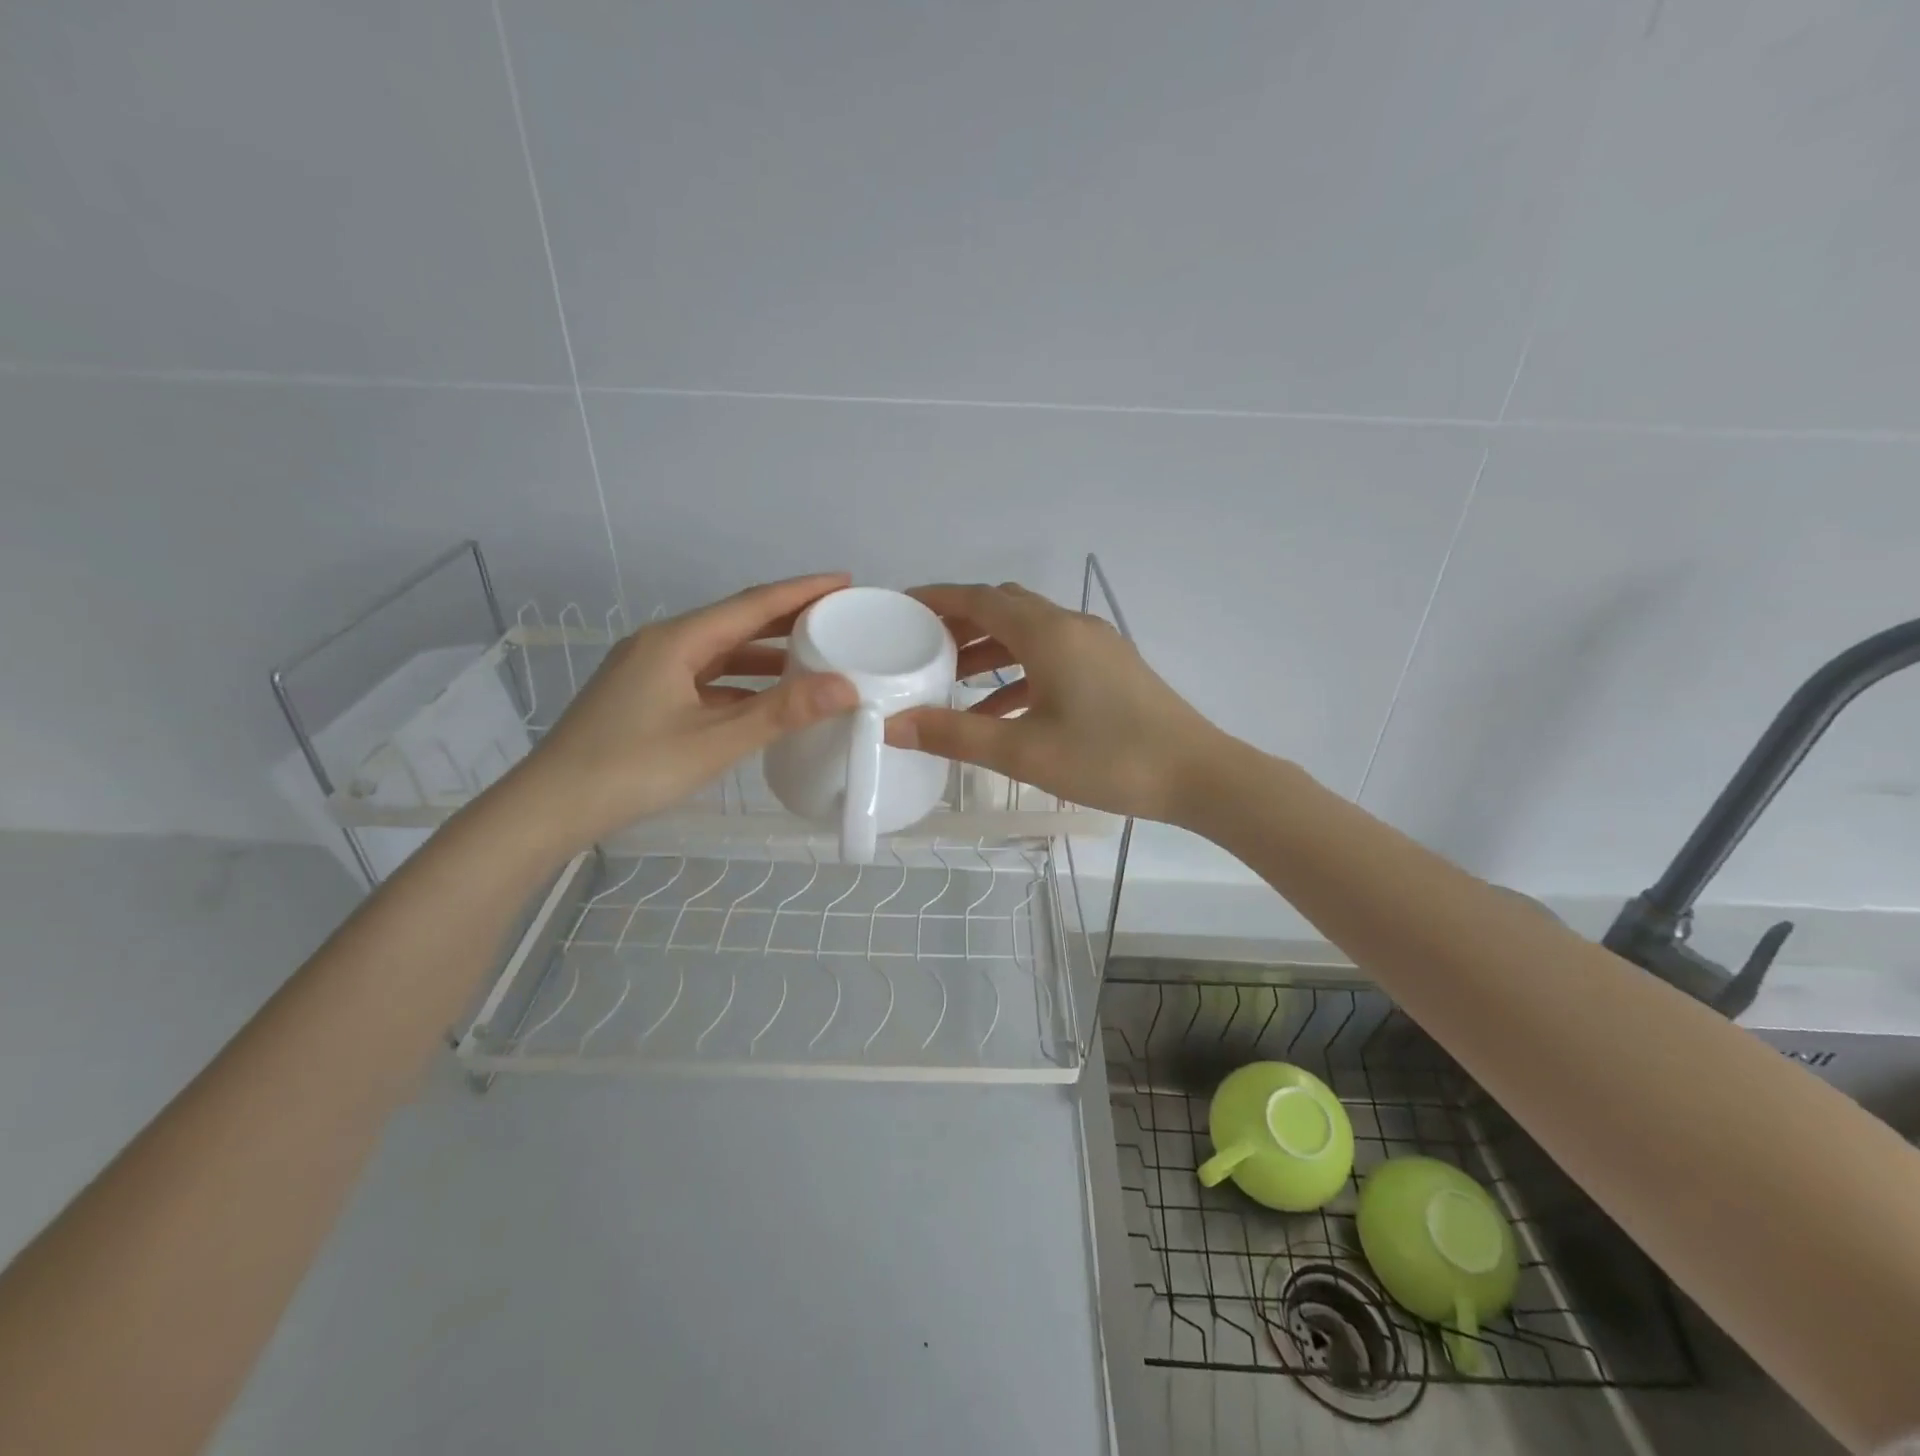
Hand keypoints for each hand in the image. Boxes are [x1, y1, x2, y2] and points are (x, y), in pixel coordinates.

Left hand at [509, 573, 858, 850]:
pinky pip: (704, 677)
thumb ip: (782, 713)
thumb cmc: (632, 769)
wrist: (549, 808)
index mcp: (677, 640)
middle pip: (735, 622)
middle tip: (837, 617)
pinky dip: (739, 682)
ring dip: (764, 653)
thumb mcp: (715, 741)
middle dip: (787, 618)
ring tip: (812, 657)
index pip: (752, 604)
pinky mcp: (644, 696)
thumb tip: (846, 686)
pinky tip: (764, 699)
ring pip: (719, 651)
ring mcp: (649, 670)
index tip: (844, 581)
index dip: (801, 591)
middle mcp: (662, 644)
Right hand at [885, 582, 1231, 823]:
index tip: (901, 607)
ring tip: (949, 681)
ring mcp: (1095, 646)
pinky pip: (1052, 658)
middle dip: (959, 624)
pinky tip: (999, 710)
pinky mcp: (1110, 669)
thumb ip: (954, 735)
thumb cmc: (1108, 759)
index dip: (937, 598)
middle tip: (920, 647)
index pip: (979, 598)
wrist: (1197, 775)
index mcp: (1048, 633)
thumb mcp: (1023, 751)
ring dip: (988, 651)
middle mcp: (1071, 626)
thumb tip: (893, 726)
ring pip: (1028, 634)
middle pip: (1004, 609)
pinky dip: (1019, 674)